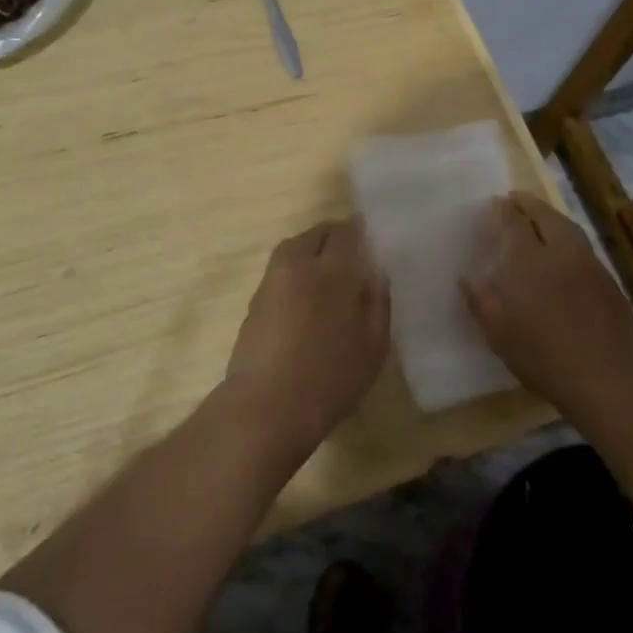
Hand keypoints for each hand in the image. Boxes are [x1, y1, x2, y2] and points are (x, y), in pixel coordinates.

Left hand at [225, 218, 390, 454]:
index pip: (345, 233)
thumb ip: (378, 305)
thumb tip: (376, 275)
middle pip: (314, 234)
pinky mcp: (254, 302)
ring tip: (322, 265)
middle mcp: (299, 266)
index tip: (365, 230)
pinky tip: (303, 290)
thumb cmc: (331, 378)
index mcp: (333, 271)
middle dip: (331, 234)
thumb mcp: (373, 347)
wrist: (267, 404)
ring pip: (291, 248)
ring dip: (308, 247)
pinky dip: (293, 268)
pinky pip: (278, 270)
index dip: (356, 228)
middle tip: (345, 245)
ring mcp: (272, 282)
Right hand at [459, 192, 632, 413]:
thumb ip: (480, 300)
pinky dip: (569, 239)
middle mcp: (562, 253)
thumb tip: (467, 276)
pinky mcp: (609, 283)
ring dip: (552, 217)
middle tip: (516, 197)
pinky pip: (584, 249)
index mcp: (530, 261)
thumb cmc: (543, 356)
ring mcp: (590, 266)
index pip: (515, 224)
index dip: (504, 210)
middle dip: (530, 204)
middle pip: (546, 217)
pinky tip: (565, 252)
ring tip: (540, 216)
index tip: (495, 202)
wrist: (607, 379)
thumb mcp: (499, 333)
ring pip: (570, 229)